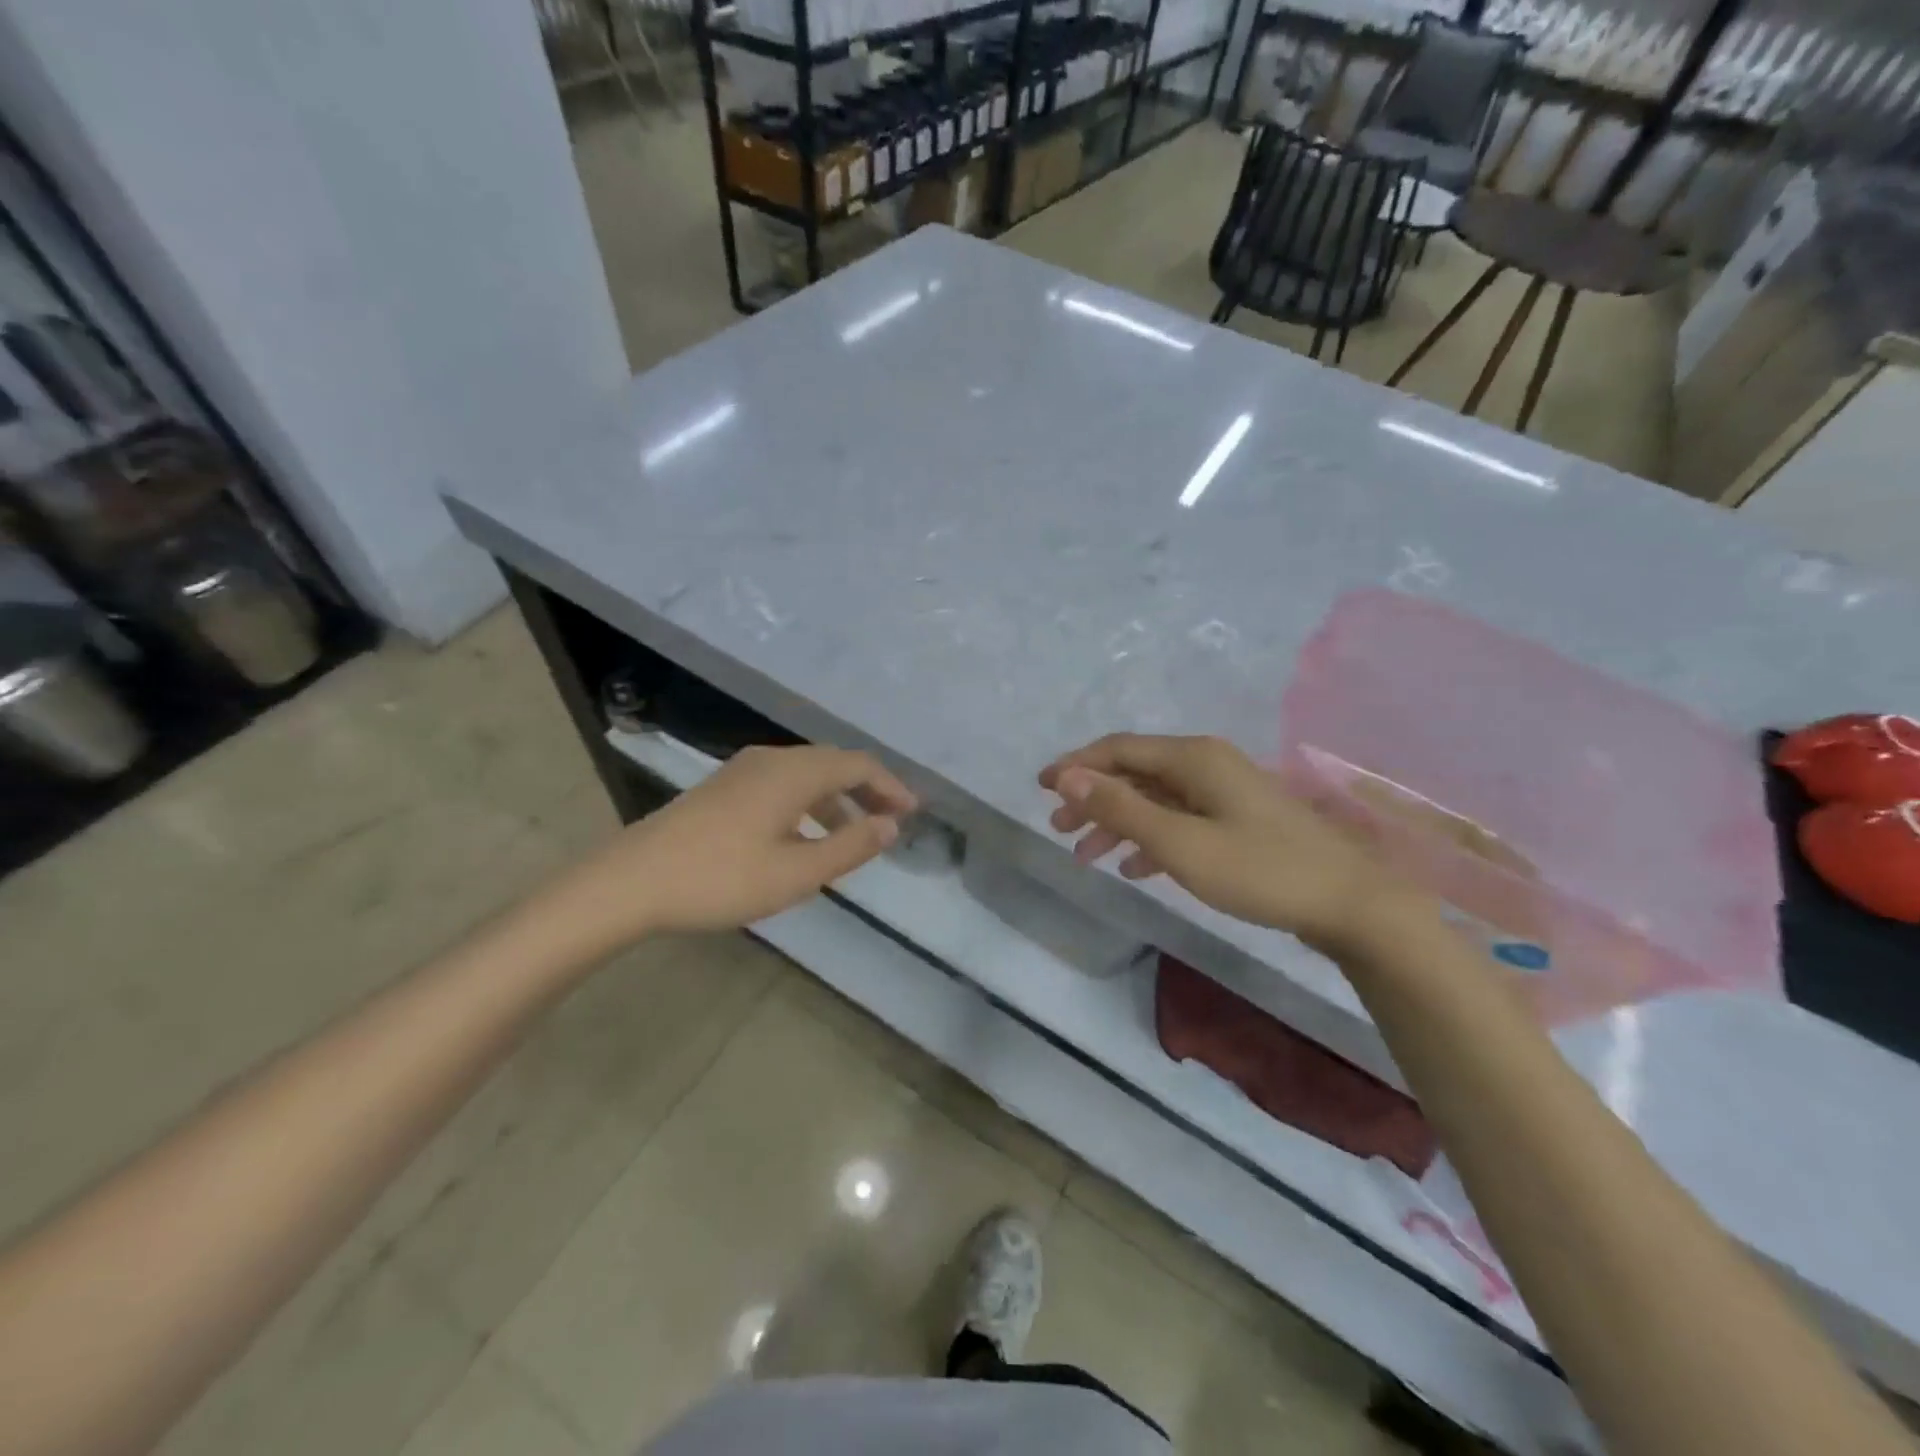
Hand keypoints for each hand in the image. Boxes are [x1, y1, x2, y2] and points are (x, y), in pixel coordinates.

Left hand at [542, 745, 917, 951]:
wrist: (631, 882)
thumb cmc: (721, 878)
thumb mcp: (797, 872)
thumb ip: (850, 847)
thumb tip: (891, 826)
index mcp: (794, 773)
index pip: (857, 765)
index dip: (890, 787)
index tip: (912, 813)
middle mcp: (771, 760)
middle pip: (832, 764)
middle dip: (866, 790)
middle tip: (890, 822)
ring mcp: (742, 772)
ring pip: (805, 776)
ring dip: (836, 800)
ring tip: (853, 835)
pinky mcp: (722, 789)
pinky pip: (781, 786)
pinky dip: (808, 805)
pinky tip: (803, 838)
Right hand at [1039, 733, 1413, 956]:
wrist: (1352, 904)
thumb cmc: (1261, 870)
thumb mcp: (1181, 843)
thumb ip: (1122, 809)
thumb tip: (1068, 778)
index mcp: (1193, 758)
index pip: (1119, 748)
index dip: (1076, 765)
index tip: (1040, 788)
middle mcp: (1207, 764)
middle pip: (1135, 772)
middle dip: (1093, 798)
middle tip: (1059, 830)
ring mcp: (1226, 792)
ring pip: (1156, 798)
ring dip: (1118, 822)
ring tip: (1086, 854)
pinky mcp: (1239, 820)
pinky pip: (1180, 819)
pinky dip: (1151, 838)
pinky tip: (1134, 866)